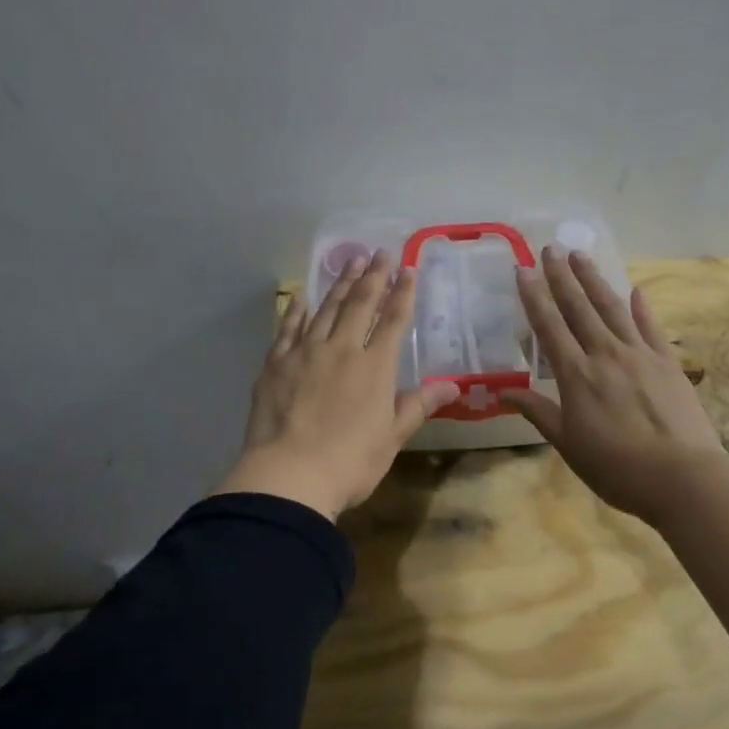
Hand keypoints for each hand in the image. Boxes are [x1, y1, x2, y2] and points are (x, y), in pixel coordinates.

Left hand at [214, 250, 458, 521]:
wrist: (289, 476)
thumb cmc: (350, 463)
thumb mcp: (392, 437)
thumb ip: (418, 405)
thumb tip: (453, 385)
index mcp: (375, 368)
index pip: (394, 321)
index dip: (402, 293)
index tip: (408, 269)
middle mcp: (342, 350)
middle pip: (360, 304)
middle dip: (373, 277)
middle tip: (380, 252)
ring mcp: (306, 353)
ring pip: (326, 309)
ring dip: (340, 283)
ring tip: (351, 261)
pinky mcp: (276, 364)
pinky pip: (289, 328)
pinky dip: (297, 310)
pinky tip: (302, 297)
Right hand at [503, 247, 725, 523]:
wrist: (682, 477)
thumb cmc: (616, 468)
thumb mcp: (568, 444)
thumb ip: (538, 412)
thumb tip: (504, 391)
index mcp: (576, 375)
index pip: (549, 326)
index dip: (534, 296)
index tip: (523, 269)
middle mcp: (605, 354)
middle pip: (579, 307)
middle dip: (562, 276)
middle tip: (550, 248)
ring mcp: (640, 354)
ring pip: (612, 308)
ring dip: (594, 280)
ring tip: (580, 255)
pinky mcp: (668, 362)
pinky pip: (651, 327)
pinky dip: (641, 307)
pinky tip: (634, 290)